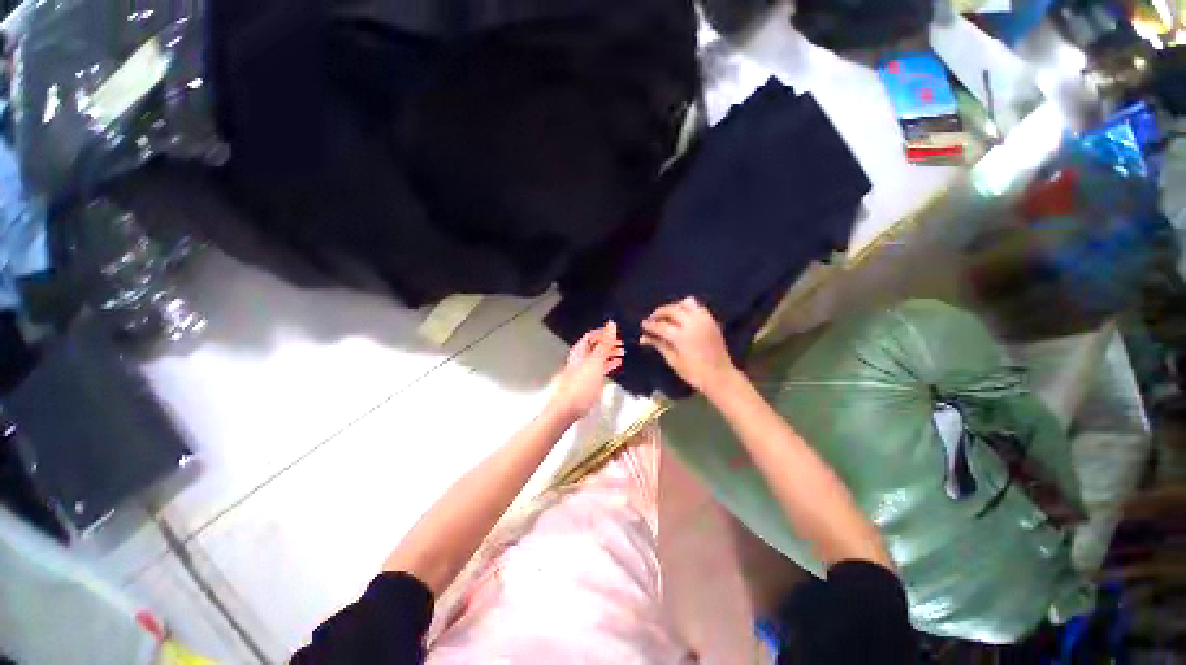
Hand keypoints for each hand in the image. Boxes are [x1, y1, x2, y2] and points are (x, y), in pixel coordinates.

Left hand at [549, 321, 624, 420]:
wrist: (567, 409)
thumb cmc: (581, 384)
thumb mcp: (595, 362)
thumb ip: (605, 343)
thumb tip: (611, 323)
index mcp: (579, 351)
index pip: (591, 335)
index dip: (603, 332)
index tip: (617, 333)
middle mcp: (580, 358)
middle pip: (595, 346)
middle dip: (608, 343)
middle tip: (623, 344)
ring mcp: (583, 370)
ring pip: (598, 357)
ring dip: (609, 354)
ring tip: (622, 353)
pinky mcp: (586, 382)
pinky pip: (599, 368)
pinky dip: (608, 364)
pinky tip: (617, 364)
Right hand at [641, 297, 737, 393]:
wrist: (720, 376)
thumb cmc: (694, 373)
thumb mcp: (673, 360)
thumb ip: (659, 345)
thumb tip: (643, 338)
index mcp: (681, 336)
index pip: (661, 325)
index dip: (650, 325)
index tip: (643, 324)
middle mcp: (692, 323)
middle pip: (671, 309)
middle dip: (659, 312)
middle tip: (652, 319)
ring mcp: (704, 320)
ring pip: (686, 303)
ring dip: (674, 307)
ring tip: (668, 316)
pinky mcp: (711, 320)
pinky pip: (698, 307)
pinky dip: (688, 308)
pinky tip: (682, 318)